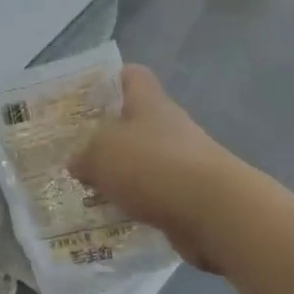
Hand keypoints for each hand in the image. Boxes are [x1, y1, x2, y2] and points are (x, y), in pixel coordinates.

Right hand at [71, 66, 236, 271]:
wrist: (216, 213)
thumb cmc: (153, 167)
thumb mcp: (101, 154)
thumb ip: (84, 156)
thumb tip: (78, 162)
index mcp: (149, 104)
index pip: (132, 76)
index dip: (111, 80)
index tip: (87, 96)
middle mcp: (170, 127)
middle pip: (136, 122)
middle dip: (108, 137)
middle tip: (77, 152)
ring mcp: (185, 163)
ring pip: (145, 162)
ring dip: (122, 175)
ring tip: (89, 191)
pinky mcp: (192, 197)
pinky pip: (156, 195)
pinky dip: (138, 204)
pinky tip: (115, 217)